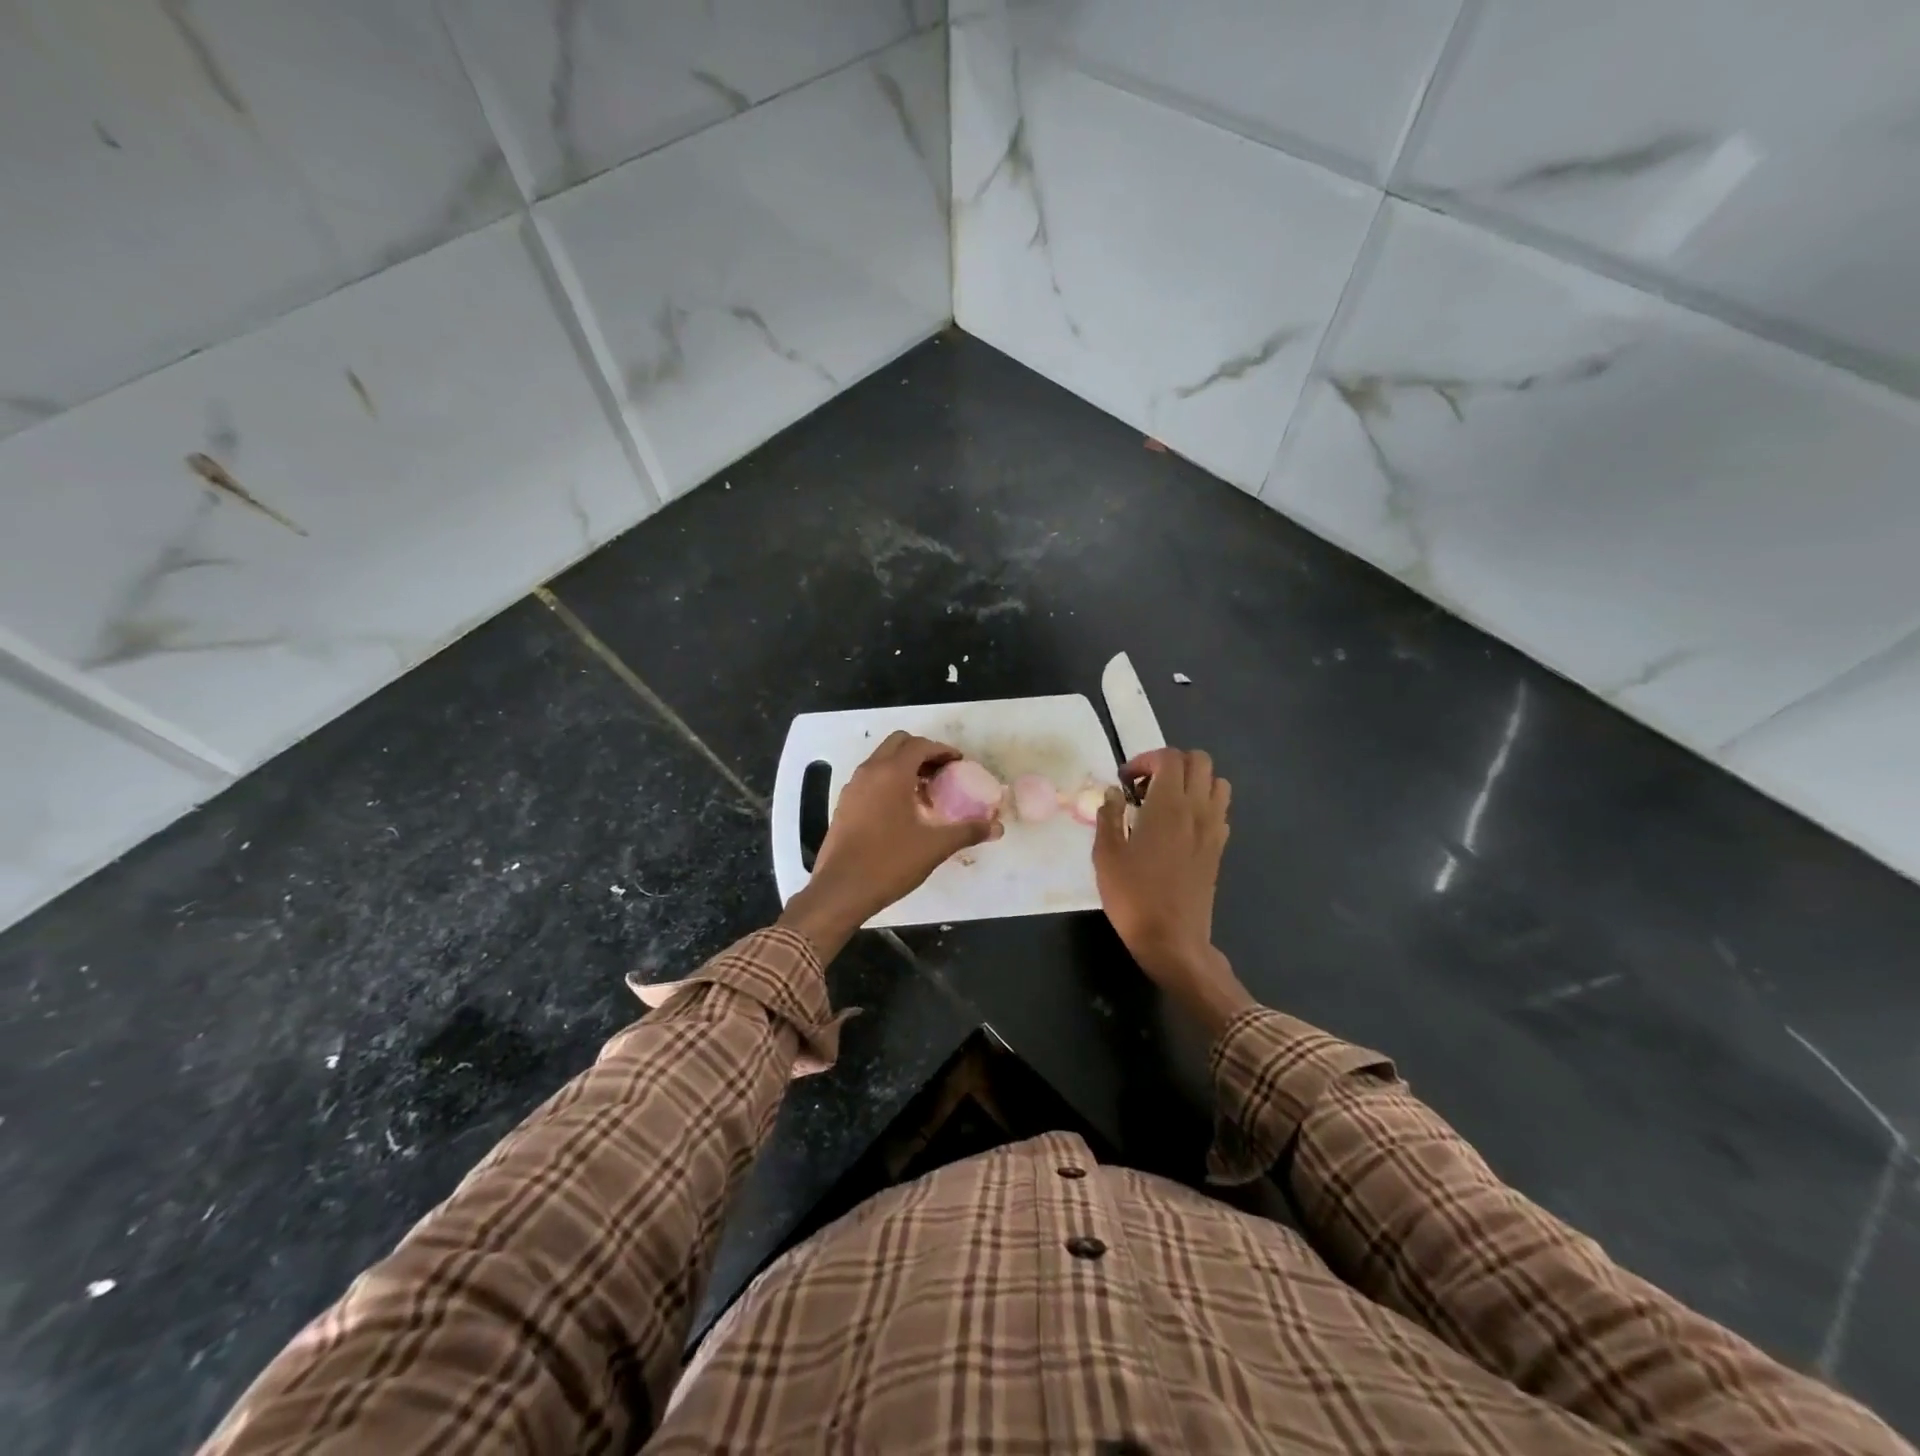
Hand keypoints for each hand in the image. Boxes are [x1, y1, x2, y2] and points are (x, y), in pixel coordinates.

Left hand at [778, 732, 1000, 957]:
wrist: (841, 890)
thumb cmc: (889, 862)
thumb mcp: (934, 846)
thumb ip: (967, 831)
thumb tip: (997, 827)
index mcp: (891, 773)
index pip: (920, 745)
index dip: (943, 750)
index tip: (959, 764)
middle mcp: (869, 771)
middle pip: (898, 744)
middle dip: (922, 752)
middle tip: (942, 773)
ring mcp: (853, 787)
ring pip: (881, 760)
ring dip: (904, 766)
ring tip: (926, 791)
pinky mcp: (844, 804)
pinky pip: (870, 778)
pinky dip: (888, 781)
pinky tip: (902, 809)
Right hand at [1094, 747, 1252, 1035]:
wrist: (1172, 939)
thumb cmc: (1133, 896)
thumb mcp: (1106, 854)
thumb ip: (1109, 815)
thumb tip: (1114, 793)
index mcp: (1168, 805)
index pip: (1169, 757)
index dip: (1145, 760)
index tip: (1125, 781)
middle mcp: (1197, 809)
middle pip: (1199, 761)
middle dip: (1170, 764)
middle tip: (1144, 787)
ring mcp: (1213, 829)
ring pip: (1216, 782)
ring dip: (1192, 782)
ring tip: (1165, 802)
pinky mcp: (1219, 848)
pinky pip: (1219, 809)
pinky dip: (1202, 805)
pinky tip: (1179, 827)